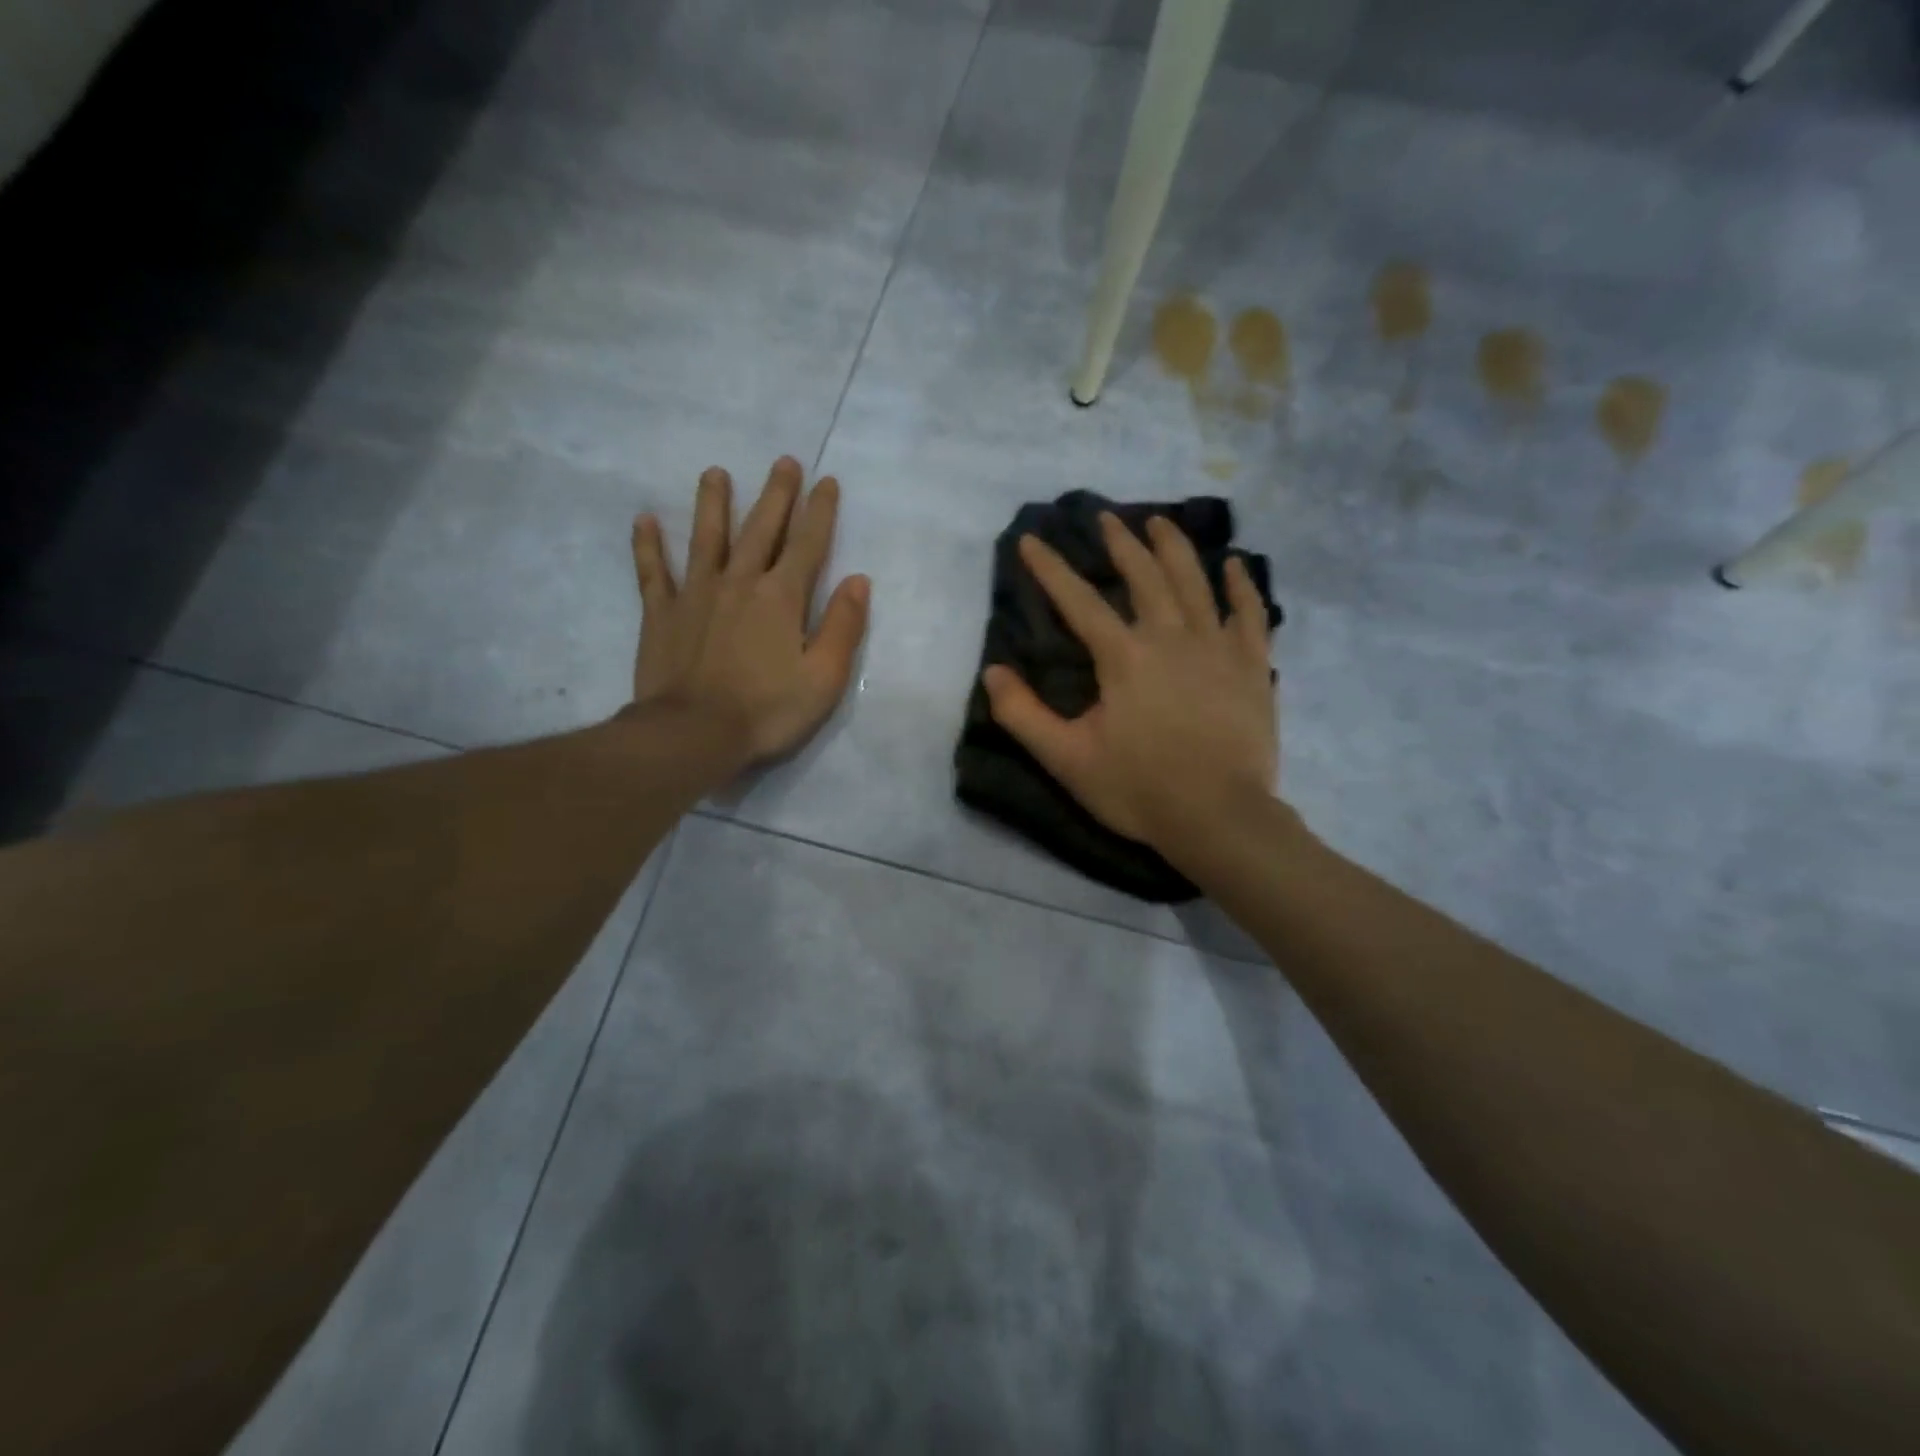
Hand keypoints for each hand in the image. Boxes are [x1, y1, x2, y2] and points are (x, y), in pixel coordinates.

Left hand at [630, 457, 869, 764]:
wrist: (693, 734)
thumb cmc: (767, 710)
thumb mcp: (824, 677)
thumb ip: (843, 626)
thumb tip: (857, 580)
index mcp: (781, 597)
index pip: (807, 544)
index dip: (820, 511)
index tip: (827, 481)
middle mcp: (739, 582)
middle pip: (760, 529)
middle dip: (776, 494)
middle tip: (783, 461)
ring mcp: (695, 594)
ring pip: (706, 537)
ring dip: (712, 503)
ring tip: (715, 472)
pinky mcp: (661, 614)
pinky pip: (652, 572)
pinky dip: (648, 545)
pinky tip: (644, 520)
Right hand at [981, 512, 1277, 855]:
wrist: (1220, 817)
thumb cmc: (1139, 788)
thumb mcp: (1067, 758)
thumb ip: (1024, 715)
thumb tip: (992, 672)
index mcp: (1124, 656)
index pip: (1078, 600)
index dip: (1050, 569)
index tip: (1031, 540)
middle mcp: (1171, 637)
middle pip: (1144, 576)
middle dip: (1122, 544)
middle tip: (1107, 519)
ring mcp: (1218, 648)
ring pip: (1195, 583)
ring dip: (1175, 548)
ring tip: (1161, 522)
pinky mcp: (1253, 666)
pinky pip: (1249, 614)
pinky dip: (1242, 587)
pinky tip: (1235, 565)